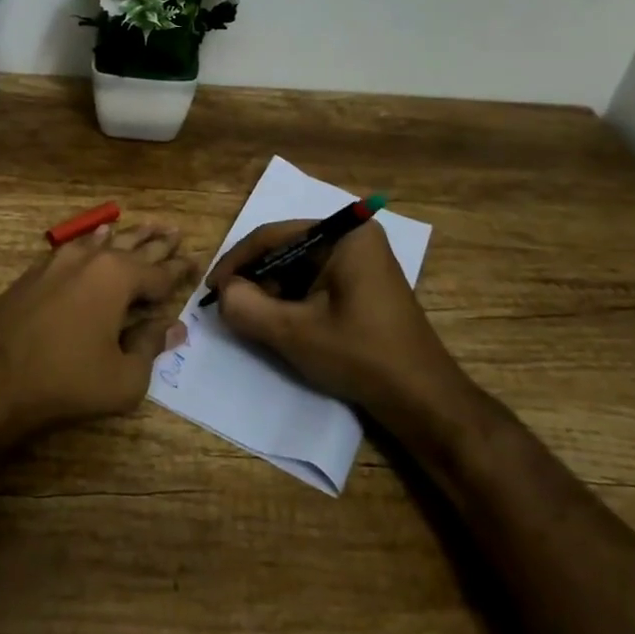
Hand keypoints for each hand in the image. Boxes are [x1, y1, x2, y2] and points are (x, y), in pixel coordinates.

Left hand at [0, 223, 194, 442]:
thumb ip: (150, 347)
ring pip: (104, 242)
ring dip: (128, 236)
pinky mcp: (35, 273)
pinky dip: (93, 241)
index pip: (159, 272)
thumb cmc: (65, 381)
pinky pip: (75, 247)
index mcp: (118, 278)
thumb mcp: (123, 378)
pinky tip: (98, 234)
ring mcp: (59, 262)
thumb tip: (173, 327)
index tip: (197, 261)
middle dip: (157, 243)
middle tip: (176, 231)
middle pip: (133, 248)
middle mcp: (91, 260)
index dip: (180, 270)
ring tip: (147, 226)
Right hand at [208, 219, 464, 424]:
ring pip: (298, 268)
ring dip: (272, 292)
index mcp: (344, 234)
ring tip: (252, 319)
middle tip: (230, 307)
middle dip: (256, 279)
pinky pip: (315, 282)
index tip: (212, 289)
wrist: (422, 399)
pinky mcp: (363, 285)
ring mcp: (361, 261)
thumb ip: (247, 307)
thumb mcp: (294, 332)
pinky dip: (293, 301)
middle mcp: (354, 237)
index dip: (237, 261)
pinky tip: (281, 325)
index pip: (274, 235)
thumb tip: (223, 292)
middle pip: (286, 250)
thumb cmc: (361, 355)